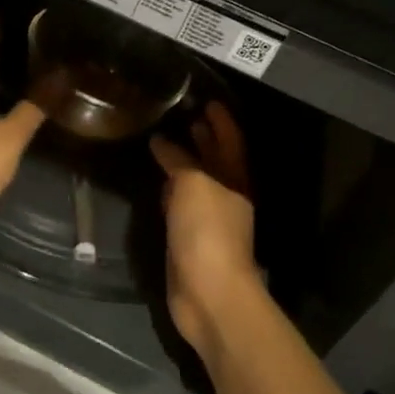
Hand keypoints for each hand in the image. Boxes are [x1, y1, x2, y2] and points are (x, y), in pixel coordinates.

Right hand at [150, 103, 262, 361]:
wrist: (209, 293)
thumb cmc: (207, 232)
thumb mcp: (193, 185)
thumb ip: (179, 161)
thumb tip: (161, 142)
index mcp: (235, 180)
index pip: (230, 142)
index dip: (221, 121)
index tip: (208, 100)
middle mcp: (226, 196)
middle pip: (216, 160)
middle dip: (204, 138)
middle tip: (184, 115)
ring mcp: (208, 219)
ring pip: (197, 181)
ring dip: (186, 162)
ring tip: (165, 142)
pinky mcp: (189, 238)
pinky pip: (181, 204)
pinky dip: (172, 188)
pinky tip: (159, 183)